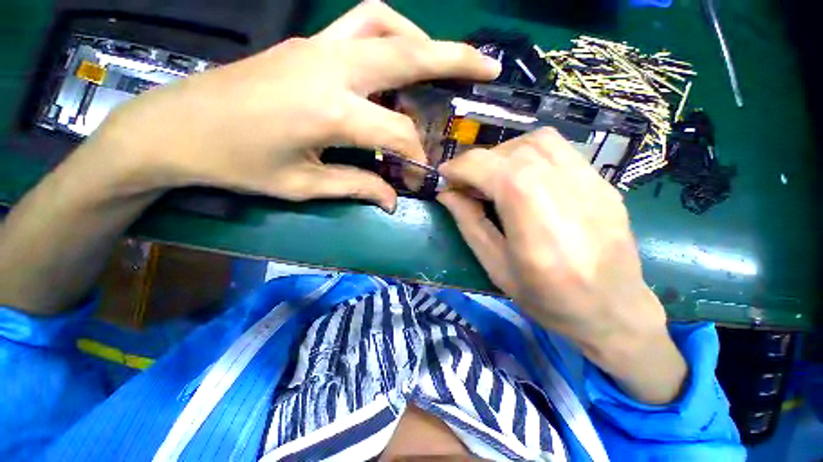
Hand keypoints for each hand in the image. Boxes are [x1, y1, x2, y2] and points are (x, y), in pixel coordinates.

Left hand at [94, 1, 500, 210]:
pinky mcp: (305, 44)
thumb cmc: (237, 164)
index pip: (397, 133)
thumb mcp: (303, 186)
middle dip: (455, 58)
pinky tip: (393, 62)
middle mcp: (329, 68)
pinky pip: (359, 25)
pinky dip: (389, 36)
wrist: (177, 128)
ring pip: (383, 22)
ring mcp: (316, 47)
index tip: (421, 177)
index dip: (416, 157)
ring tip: (438, 65)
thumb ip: (357, 187)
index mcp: (329, 112)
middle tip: (487, 66)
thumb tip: (391, 199)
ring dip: (419, 39)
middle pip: (407, 52)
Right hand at [437, 128, 685, 403]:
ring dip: (503, 153)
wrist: (614, 310)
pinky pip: (559, 149)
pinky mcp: (601, 181)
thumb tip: (447, 194)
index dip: (460, 167)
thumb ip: (469, 224)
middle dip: (477, 162)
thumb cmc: (547, 299)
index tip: (444, 176)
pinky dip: (529, 153)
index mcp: (533, 220)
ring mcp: (590, 181)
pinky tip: (523, 176)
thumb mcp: (496, 267)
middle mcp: (564, 190)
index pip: (491, 169)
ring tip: (493, 176)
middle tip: (466, 182)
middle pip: (511, 152)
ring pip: (537, 141)